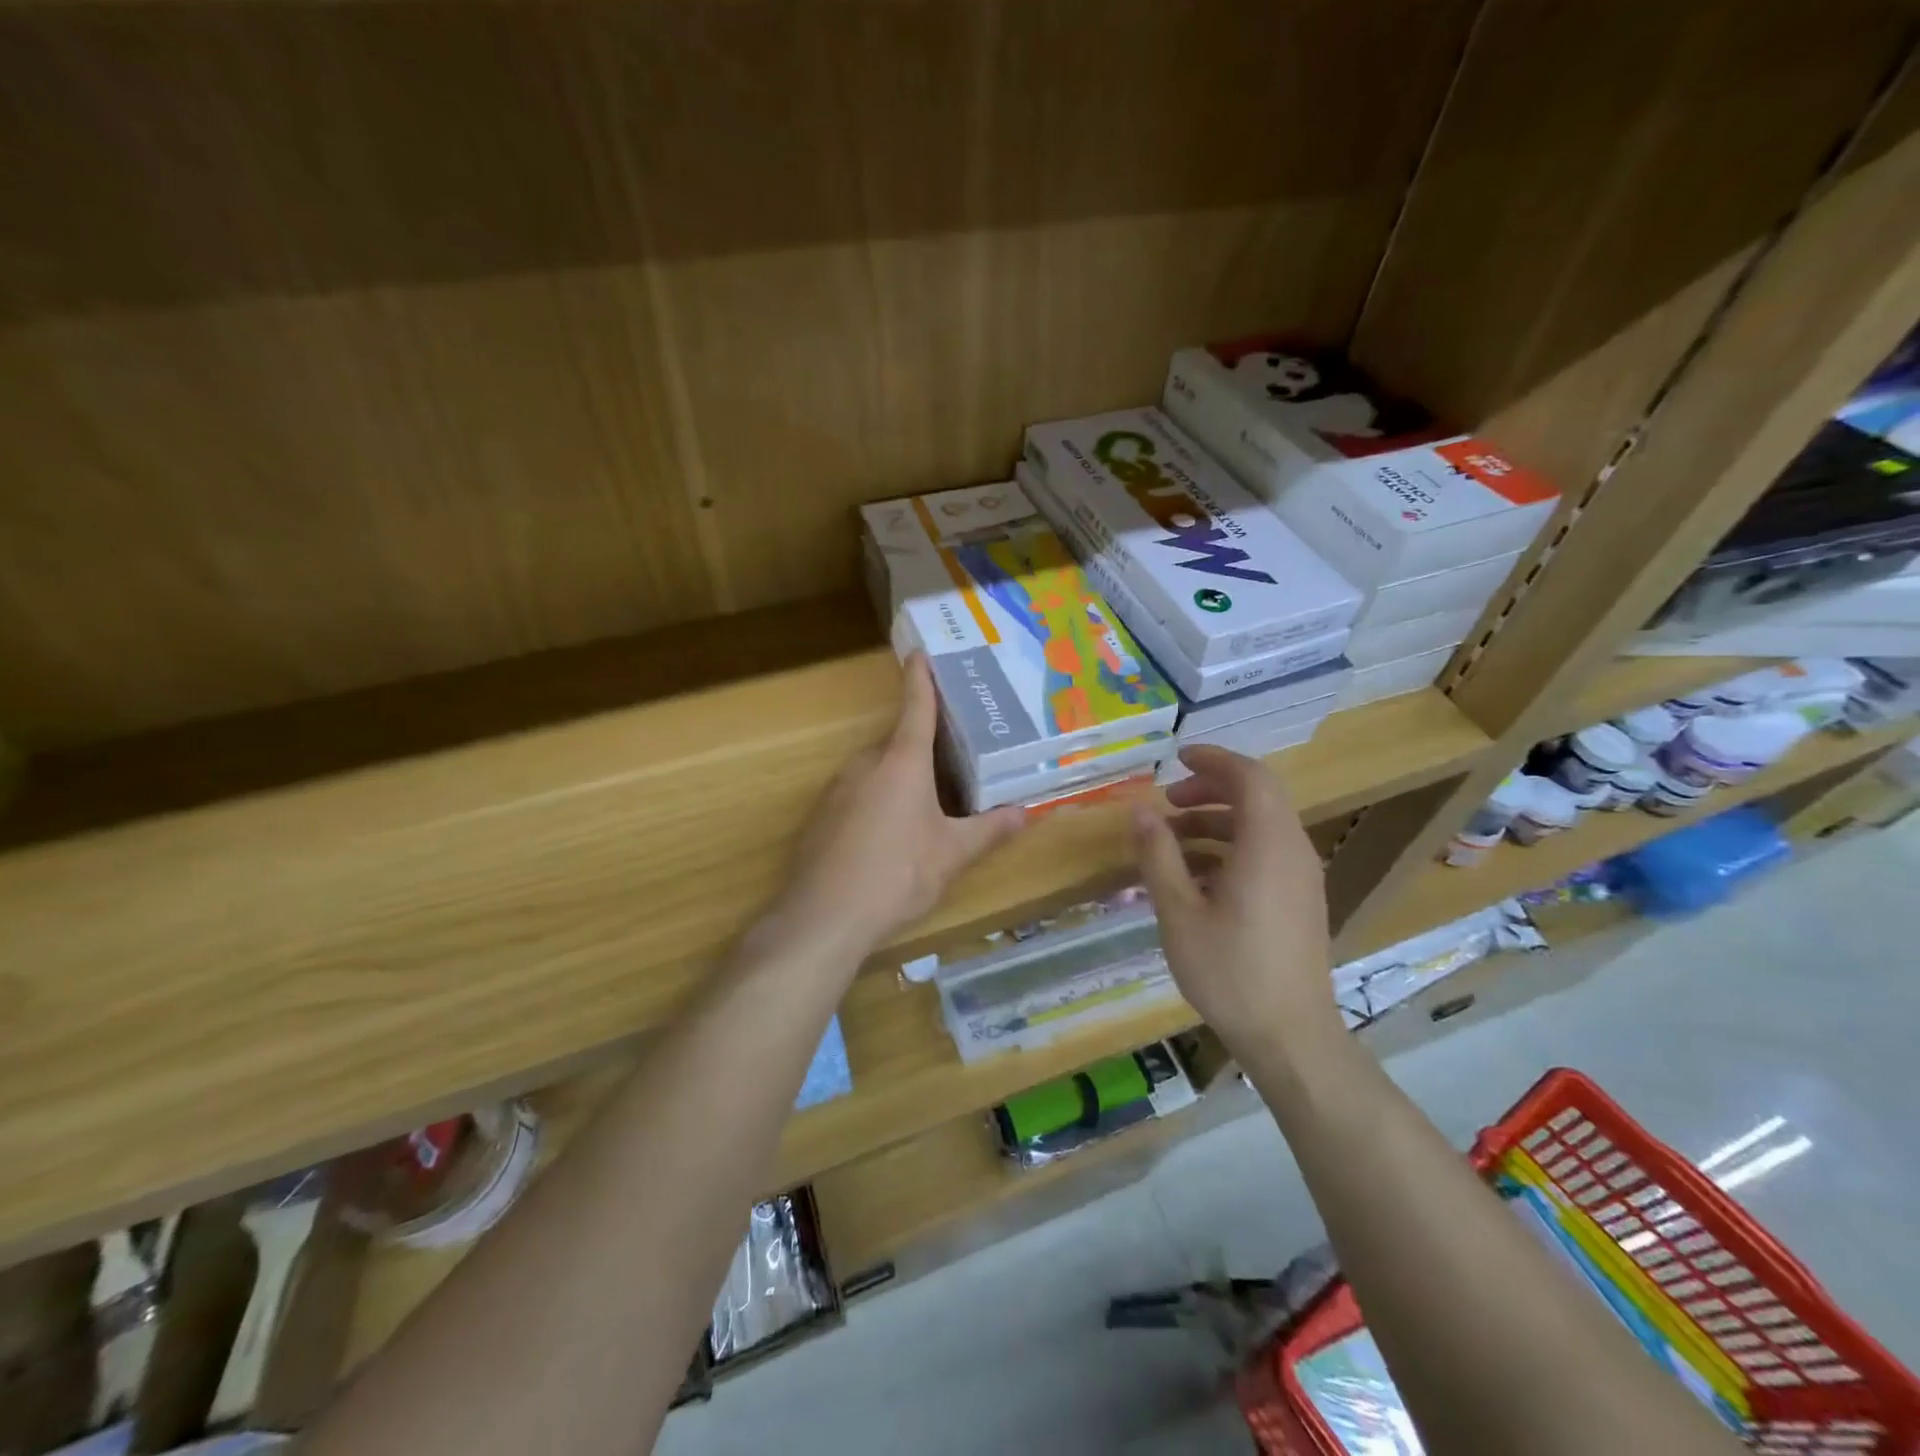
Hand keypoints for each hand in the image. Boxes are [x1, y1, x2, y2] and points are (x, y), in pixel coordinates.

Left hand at [772, 654, 1024, 956]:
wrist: (824, 915)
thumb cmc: (898, 874)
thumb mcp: (952, 854)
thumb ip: (989, 830)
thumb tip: (1025, 813)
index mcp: (902, 761)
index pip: (916, 706)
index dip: (921, 678)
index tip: (920, 653)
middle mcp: (866, 763)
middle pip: (898, 742)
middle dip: (922, 747)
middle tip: (952, 759)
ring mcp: (837, 788)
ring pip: (876, 770)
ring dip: (899, 777)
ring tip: (925, 806)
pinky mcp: (820, 815)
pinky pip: (856, 794)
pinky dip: (875, 801)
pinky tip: (887, 836)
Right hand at [1132, 746, 1339, 1059]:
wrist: (1290, 1036)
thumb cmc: (1230, 971)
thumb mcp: (1179, 912)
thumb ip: (1158, 855)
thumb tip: (1139, 810)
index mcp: (1268, 845)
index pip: (1250, 776)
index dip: (1214, 760)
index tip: (1177, 758)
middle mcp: (1293, 851)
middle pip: (1257, 797)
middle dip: (1209, 790)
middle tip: (1167, 802)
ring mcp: (1301, 878)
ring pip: (1260, 827)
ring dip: (1216, 822)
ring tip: (1170, 842)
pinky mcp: (1299, 901)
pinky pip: (1265, 854)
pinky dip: (1230, 849)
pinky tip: (1194, 877)